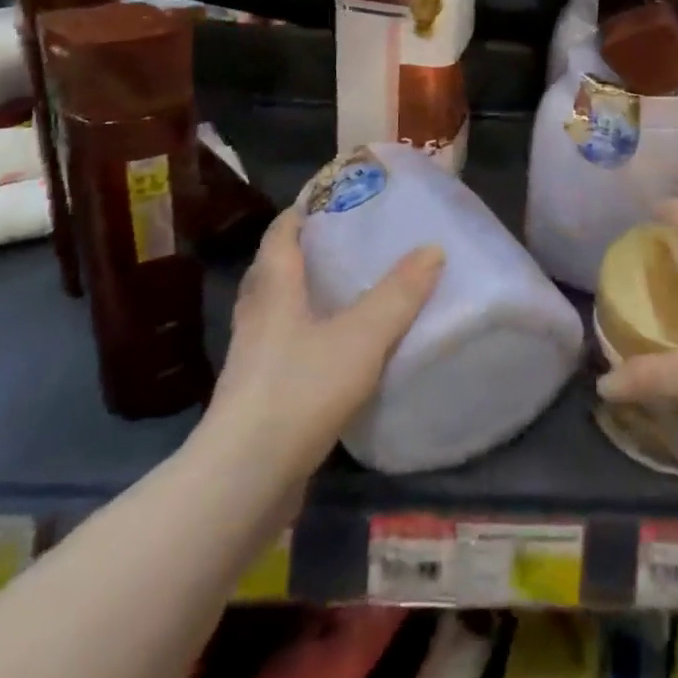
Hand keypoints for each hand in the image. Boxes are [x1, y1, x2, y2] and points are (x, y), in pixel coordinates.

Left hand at [200, 208, 442, 475]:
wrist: (244, 480)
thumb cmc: (300, 389)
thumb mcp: (362, 336)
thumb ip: (399, 294)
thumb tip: (433, 248)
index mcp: (274, 290)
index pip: (281, 234)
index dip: (302, 211)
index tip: (333, 197)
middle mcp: (257, 317)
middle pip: (274, 270)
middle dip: (305, 251)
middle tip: (346, 240)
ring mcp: (253, 359)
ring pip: (278, 311)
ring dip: (304, 295)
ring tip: (346, 290)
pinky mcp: (258, 397)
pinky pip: (283, 349)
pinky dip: (307, 337)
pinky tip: (336, 349)